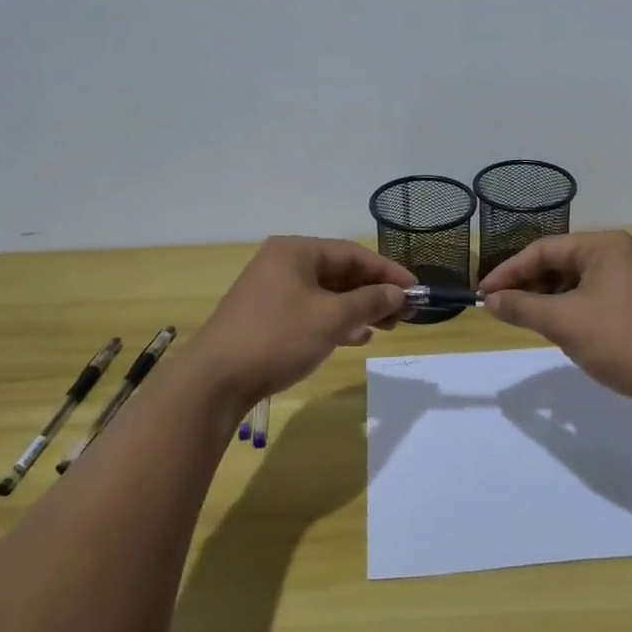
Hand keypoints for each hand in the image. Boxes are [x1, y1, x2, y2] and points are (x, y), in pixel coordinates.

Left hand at [186, 237, 414, 412]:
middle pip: (340, 272)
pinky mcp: (267, 317)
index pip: (353, 254)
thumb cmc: (277, 338)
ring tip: (388, 327)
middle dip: (375, 292)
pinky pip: (311, 310)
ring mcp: (272, 291)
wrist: (214, 381)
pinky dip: (336, 321)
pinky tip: (356, 337)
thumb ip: (369, 301)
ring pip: (327, 294)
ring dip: (359, 308)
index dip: (388, 272)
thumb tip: (398, 293)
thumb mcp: (331, 318)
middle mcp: (283, 263)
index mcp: (296, 251)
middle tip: (406, 313)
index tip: (416, 290)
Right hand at [480, 231, 631, 410]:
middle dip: (526, 285)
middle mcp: (614, 253)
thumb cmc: (620, 340)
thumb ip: (523, 307)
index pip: (543, 250)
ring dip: (543, 299)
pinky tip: (552, 327)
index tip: (483, 294)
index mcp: (603, 245)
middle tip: (498, 308)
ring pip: (569, 282)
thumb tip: (489, 301)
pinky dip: (563, 310)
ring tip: (521, 319)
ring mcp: (623, 278)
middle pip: (556, 262)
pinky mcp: (627, 302)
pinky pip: (584, 297)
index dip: (509, 271)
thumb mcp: (564, 322)